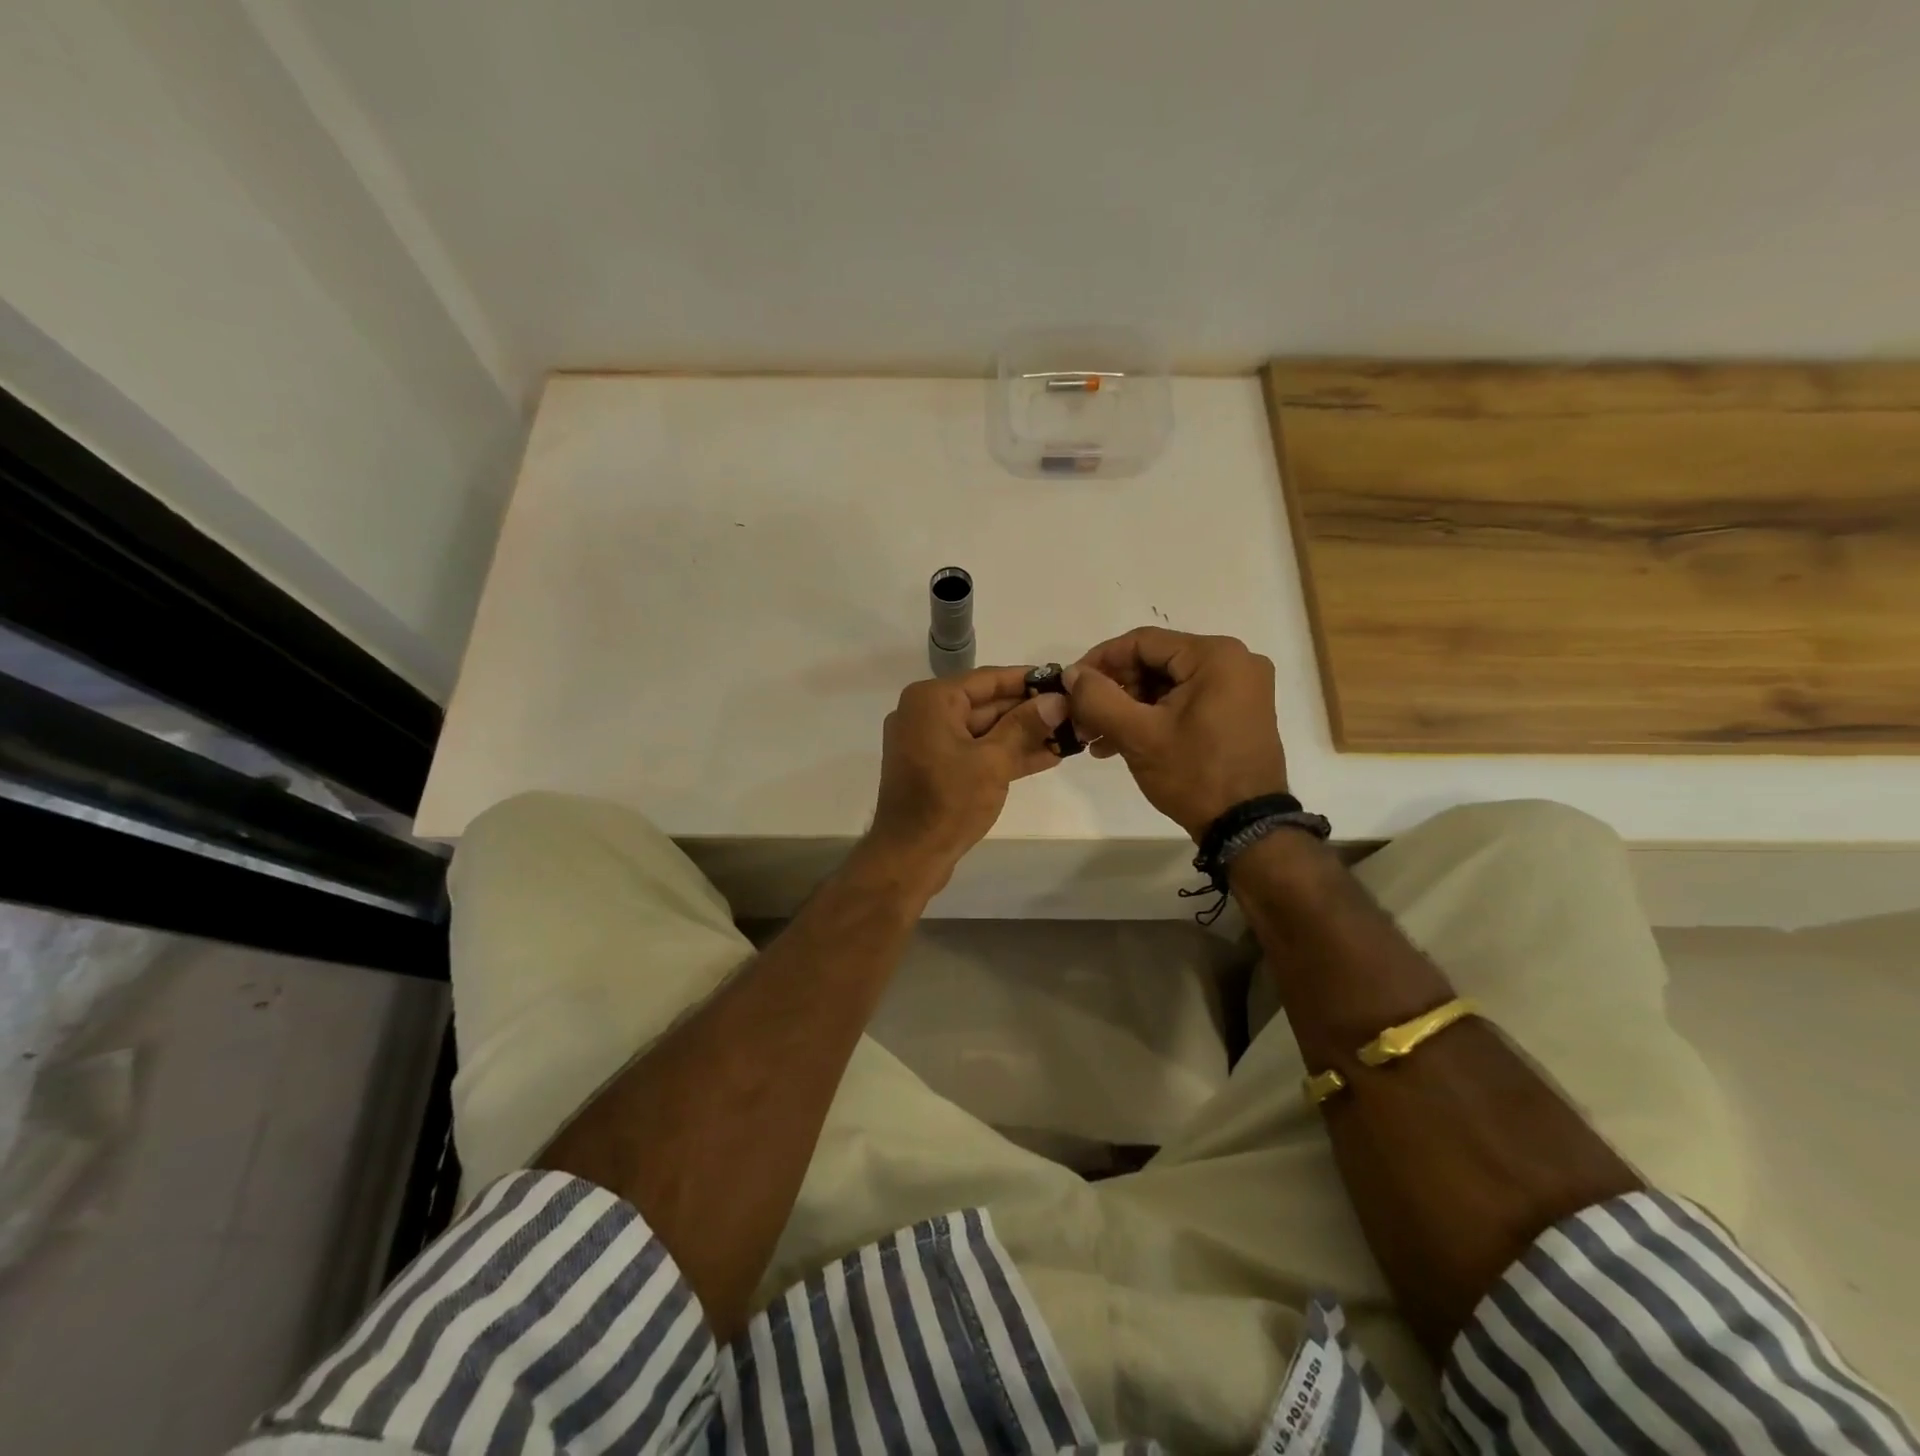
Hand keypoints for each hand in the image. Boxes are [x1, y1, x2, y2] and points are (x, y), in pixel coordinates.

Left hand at [865, 666, 1069, 887]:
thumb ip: (1025, 725)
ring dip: (1024, 734)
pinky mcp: (936, 768)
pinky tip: (1047, 756)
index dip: (1029, 679)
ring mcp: (929, 742)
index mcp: (932, 700)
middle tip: (1074, 711)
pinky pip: (975, 751)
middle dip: (1030, 710)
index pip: (988, 679)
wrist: (908, 857)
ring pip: (984, 730)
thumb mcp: (993, 761)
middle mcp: (926, 713)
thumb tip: (1058, 700)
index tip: (1065, 679)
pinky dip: (1005, 754)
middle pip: (987, 703)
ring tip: (1070, 734)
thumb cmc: (949, 802)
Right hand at [1064, 627, 1288, 840]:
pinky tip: (1121, 743)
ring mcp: (1241, 688)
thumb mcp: (1138, 734)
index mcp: (1216, 655)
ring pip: (1167, 685)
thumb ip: (1097, 697)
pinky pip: (1185, 701)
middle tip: (1083, 719)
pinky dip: (1153, 717)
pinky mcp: (1238, 712)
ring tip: (1097, 738)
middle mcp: (1235, 661)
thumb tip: (1072, 673)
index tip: (1071, 686)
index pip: (1142, 642)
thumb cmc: (1193, 774)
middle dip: (1113, 691)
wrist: (1245, 827)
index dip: (1099, 661)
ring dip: (1128, 708)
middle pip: (1155, 663)